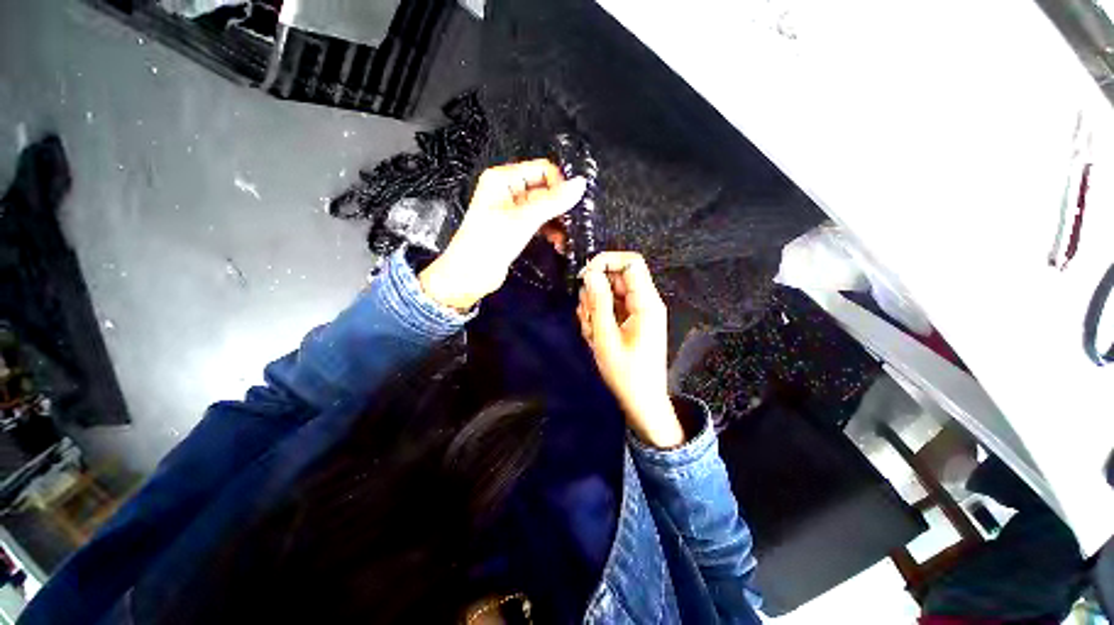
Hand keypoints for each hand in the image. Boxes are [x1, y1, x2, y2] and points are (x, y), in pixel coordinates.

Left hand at [419, 160, 586, 310]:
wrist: (470, 275)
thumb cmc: (490, 242)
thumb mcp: (524, 219)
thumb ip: (553, 202)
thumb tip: (581, 184)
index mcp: (503, 178)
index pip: (542, 170)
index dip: (559, 185)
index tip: (572, 205)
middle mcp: (508, 191)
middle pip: (544, 190)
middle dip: (560, 206)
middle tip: (573, 223)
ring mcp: (513, 211)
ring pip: (544, 209)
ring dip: (557, 221)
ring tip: (567, 237)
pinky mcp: (517, 229)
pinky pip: (539, 223)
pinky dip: (550, 231)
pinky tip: (559, 244)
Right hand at [577, 252, 684, 448]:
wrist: (642, 401)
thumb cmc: (626, 372)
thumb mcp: (606, 337)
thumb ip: (598, 302)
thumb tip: (591, 273)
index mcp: (646, 303)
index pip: (631, 263)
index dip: (606, 262)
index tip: (585, 277)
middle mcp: (645, 302)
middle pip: (616, 279)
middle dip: (595, 293)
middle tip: (587, 317)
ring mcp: (638, 312)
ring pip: (610, 293)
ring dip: (594, 308)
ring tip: (592, 332)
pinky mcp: (631, 321)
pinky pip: (611, 308)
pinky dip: (599, 318)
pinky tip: (595, 336)